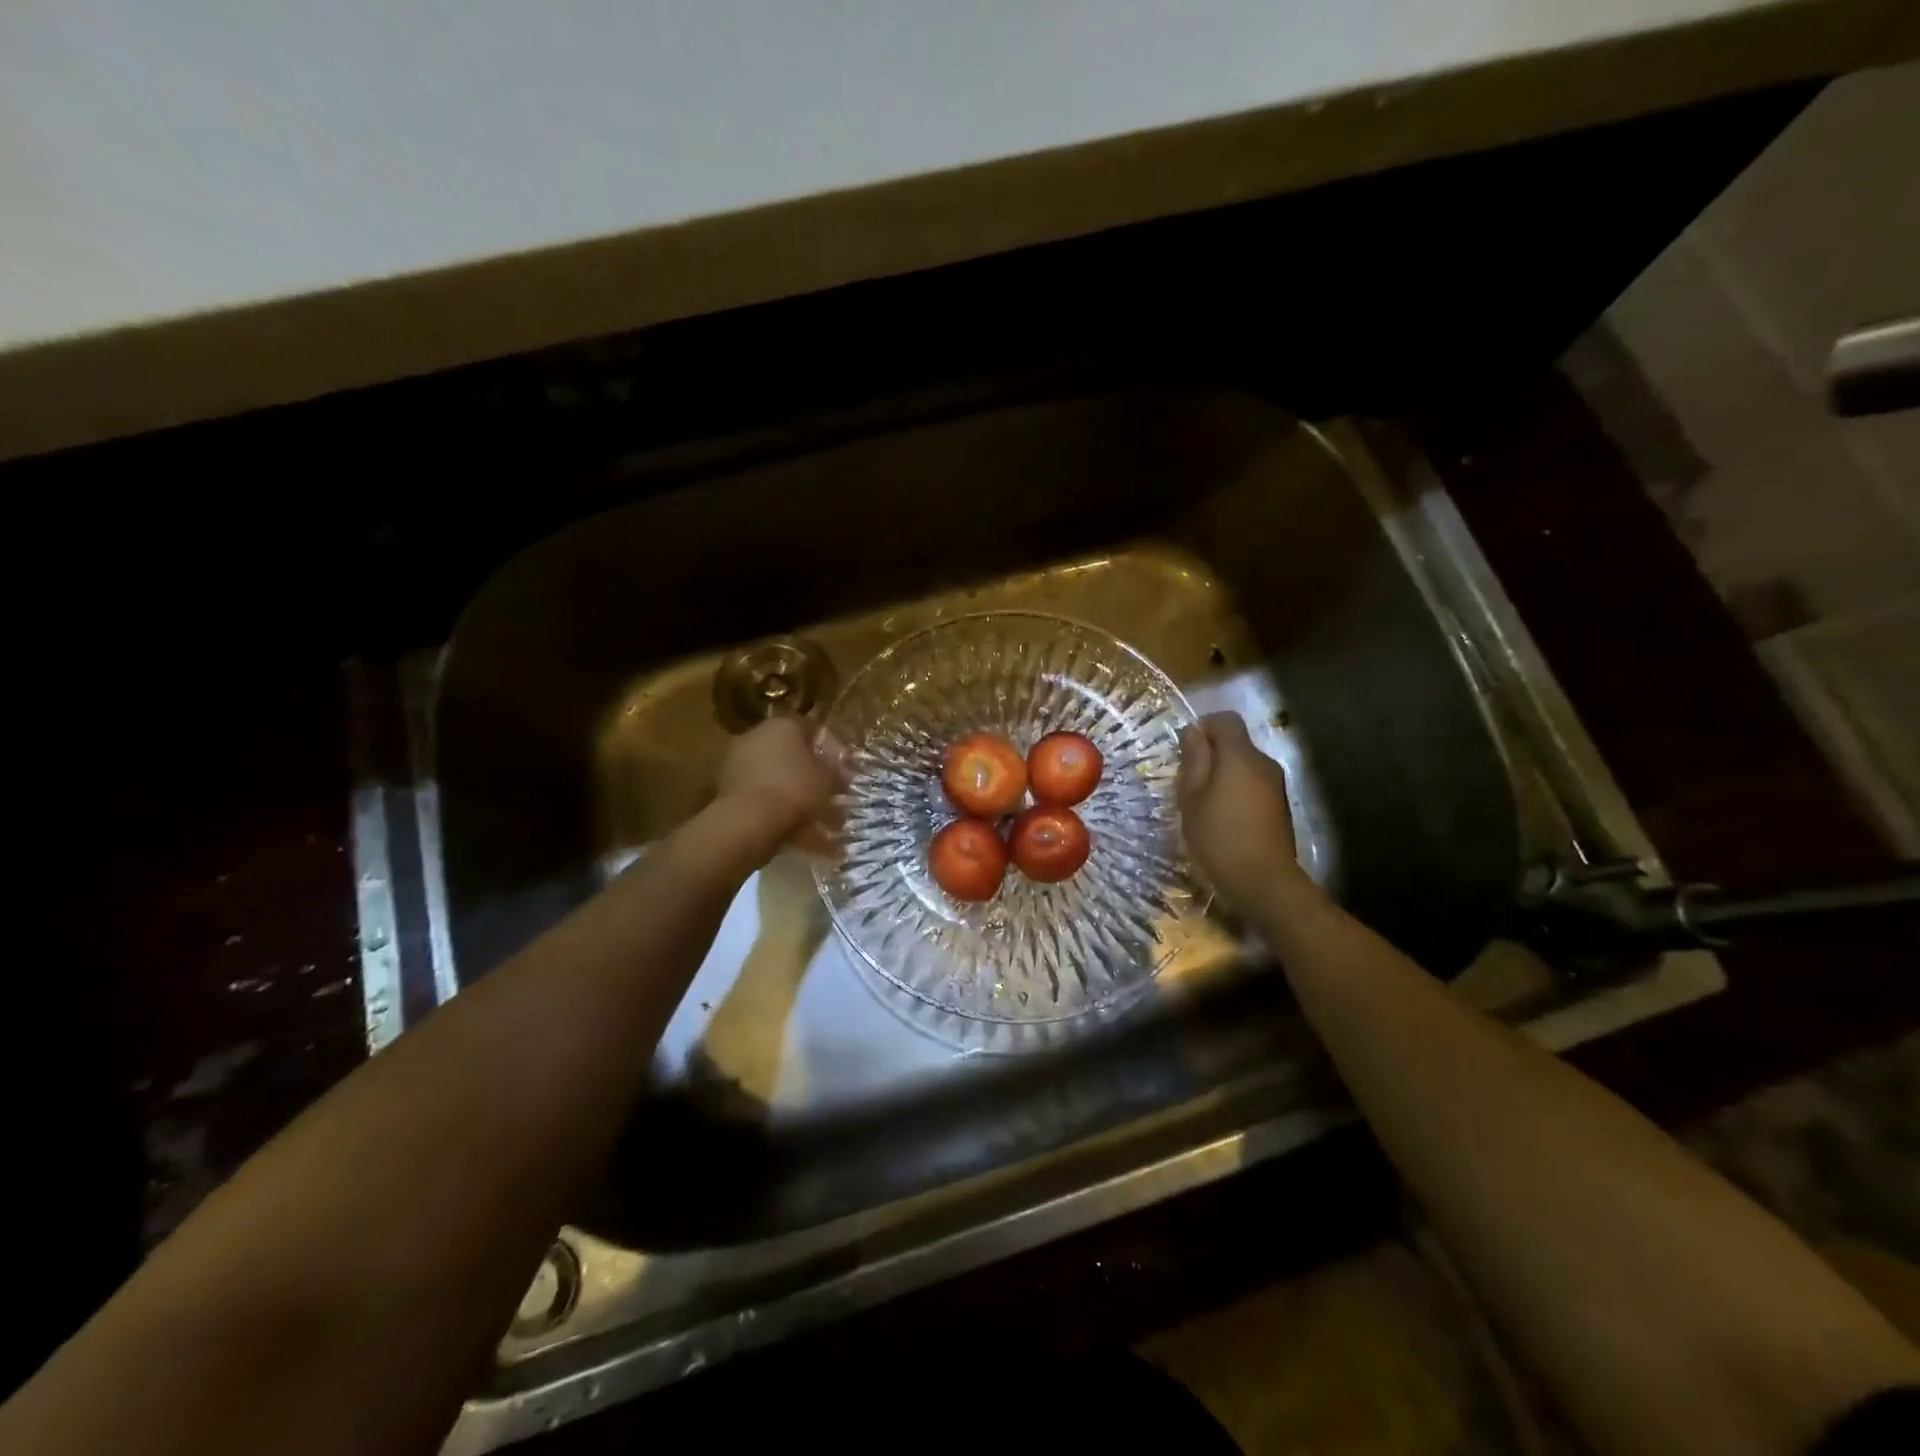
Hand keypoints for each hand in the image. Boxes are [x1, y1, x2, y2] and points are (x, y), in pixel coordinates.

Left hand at [716, 715, 845, 855]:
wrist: (748, 820)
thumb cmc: (795, 788)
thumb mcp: (828, 779)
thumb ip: (836, 773)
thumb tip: (840, 775)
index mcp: (782, 725)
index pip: (812, 729)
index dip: (833, 749)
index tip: (844, 770)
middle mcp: (757, 738)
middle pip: (793, 755)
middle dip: (814, 776)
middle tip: (833, 796)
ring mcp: (739, 764)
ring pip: (779, 780)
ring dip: (800, 798)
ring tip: (822, 823)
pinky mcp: (730, 791)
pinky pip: (765, 798)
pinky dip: (783, 813)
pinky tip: (803, 835)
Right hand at [1177, 712, 1304, 909]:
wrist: (1263, 882)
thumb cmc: (1218, 836)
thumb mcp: (1191, 797)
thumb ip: (1194, 760)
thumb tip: (1194, 732)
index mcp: (1240, 756)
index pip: (1226, 720)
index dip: (1204, 727)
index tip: (1185, 750)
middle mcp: (1264, 763)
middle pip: (1237, 743)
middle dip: (1212, 754)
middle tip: (1188, 782)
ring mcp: (1277, 786)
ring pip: (1245, 766)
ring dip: (1224, 775)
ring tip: (1204, 804)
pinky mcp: (1281, 807)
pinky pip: (1254, 786)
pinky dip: (1237, 792)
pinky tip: (1224, 819)